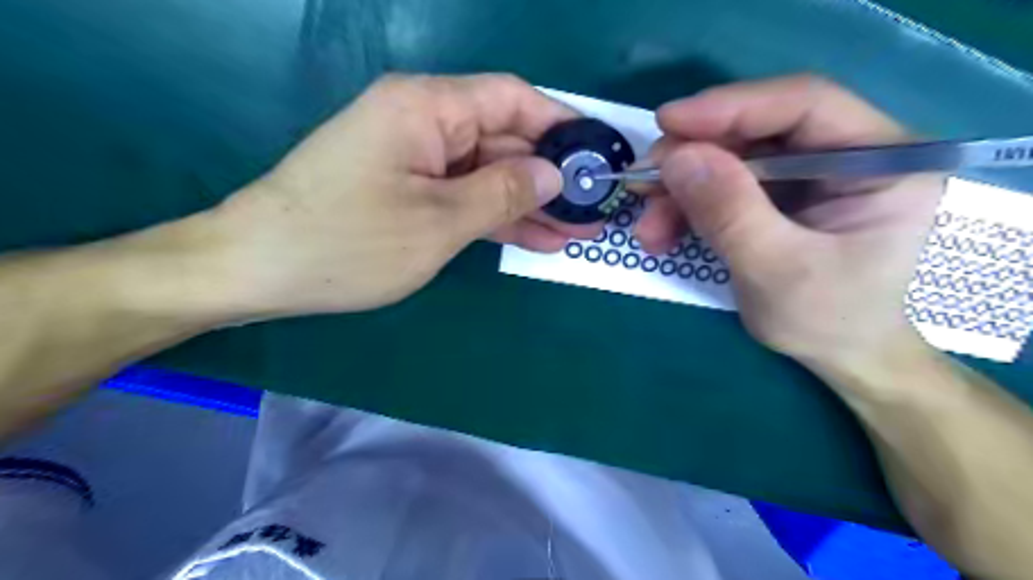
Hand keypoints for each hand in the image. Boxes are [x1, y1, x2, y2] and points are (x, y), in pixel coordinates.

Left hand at [207, 72, 583, 318]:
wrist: (258, 270)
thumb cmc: (348, 242)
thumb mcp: (438, 221)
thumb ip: (502, 192)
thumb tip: (553, 174)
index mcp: (427, 107)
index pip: (512, 98)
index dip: (560, 124)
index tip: (598, 153)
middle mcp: (423, 122)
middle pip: (503, 139)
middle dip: (549, 176)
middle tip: (593, 209)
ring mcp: (415, 159)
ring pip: (487, 173)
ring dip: (529, 203)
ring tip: (576, 232)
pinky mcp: (408, 190)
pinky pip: (464, 196)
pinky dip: (496, 217)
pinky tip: (536, 238)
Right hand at [643, 74, 946, 366]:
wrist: (836, 355)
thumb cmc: (826, 319)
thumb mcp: (776, 270)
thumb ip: (730, 212)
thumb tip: (676, 157)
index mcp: (882, 160)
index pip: (805, 105)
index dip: (732, 107)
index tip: (667, 122)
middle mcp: (847, 153)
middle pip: (758, 131)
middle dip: (693, 157)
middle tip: (643, 181)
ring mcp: (809, 174)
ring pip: (731, 160)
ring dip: (681, 190)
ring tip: (647, 228)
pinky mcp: (779, 196)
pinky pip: (723, 186)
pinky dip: (687, 207)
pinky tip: (662, 233)